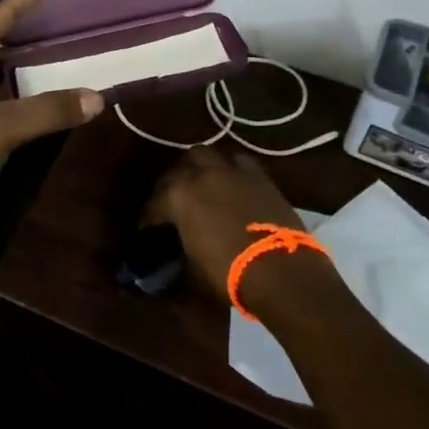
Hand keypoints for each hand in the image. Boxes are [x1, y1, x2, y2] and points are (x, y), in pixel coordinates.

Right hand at [144, 147, 306, 299]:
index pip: (155, 202)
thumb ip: (180, 250)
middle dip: (174, 180)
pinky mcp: (259, 176)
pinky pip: (239, 162)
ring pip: (208, 155)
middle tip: (174, 199)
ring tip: (202, 183)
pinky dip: (231, 169)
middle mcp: (202, 175)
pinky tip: (232, 183)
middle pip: (180, 167)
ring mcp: (232, 172)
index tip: (147, 228)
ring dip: (201, 167)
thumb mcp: (192, 267)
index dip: (149, 217)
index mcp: (179, 196)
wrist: (281, 272)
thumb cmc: (229, 273)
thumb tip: (175, 253)